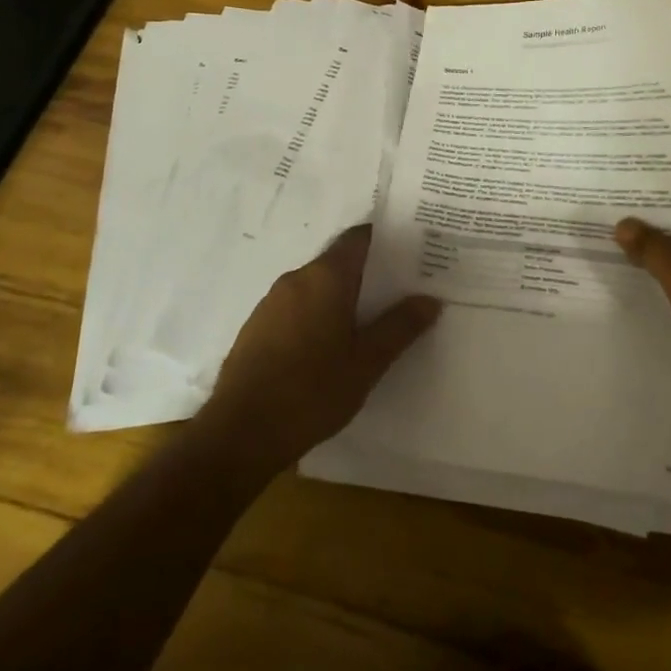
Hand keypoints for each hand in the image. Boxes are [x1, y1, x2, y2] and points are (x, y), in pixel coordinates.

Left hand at [198, 225, 440, 470]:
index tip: (412, 253)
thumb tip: (429, 299)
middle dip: (369, 274)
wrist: (240, 433)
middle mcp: (297, 278)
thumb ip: (400, 327)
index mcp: (326, 277)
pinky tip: (330, 347)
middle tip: (400, 292)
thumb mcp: (367, 362)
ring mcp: (271, 302)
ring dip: (342, 297)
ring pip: (317, 286)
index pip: (360, 238)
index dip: (386, 240)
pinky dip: (317, 315)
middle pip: (339, 261)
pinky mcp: (257, 327)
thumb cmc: (312, 391)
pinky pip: (297, 308)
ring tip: (370, 322)